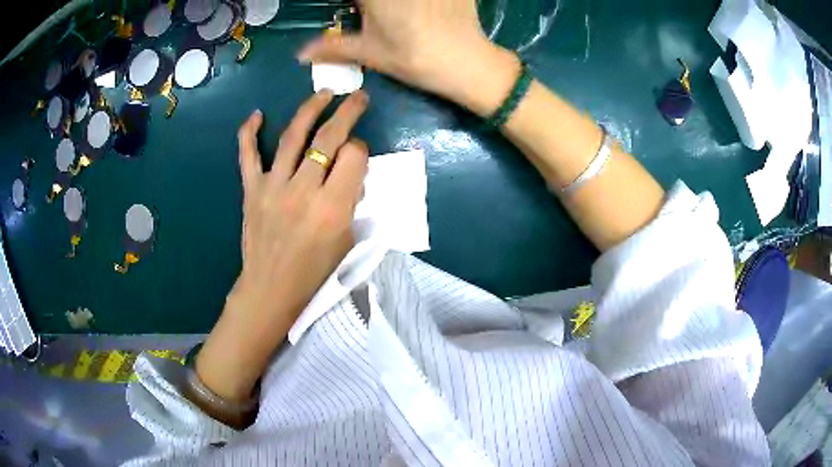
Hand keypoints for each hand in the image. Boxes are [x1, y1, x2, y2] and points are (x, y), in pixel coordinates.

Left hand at [194, 90, 369, 413]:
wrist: (271, 289)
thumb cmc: (315, 273)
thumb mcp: (347, 241)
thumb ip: (351, 202)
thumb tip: (350, 172)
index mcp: (333, 207)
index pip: (354, 156)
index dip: (361, 150)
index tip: (358, 155)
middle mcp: (304, 190)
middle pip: (329, 137)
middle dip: (348, 112)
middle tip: (358, 97)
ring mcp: (273, 186)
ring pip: (293, 135)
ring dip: (311, 109)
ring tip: (323, 95)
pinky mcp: (252, 190)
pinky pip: (248, 155)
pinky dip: (249, 133)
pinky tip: (256, 115)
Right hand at [297, 0, 518, 115]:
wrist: (467, 62)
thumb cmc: (414, 58)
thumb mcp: (370, 53)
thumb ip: (333, 47)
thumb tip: (300, 55)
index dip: (354, 5)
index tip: (356, 13)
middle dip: (369, 5)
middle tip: (372, 14)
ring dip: (394, 6)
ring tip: (402, 16)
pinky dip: (423, 2)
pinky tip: (426, 10)